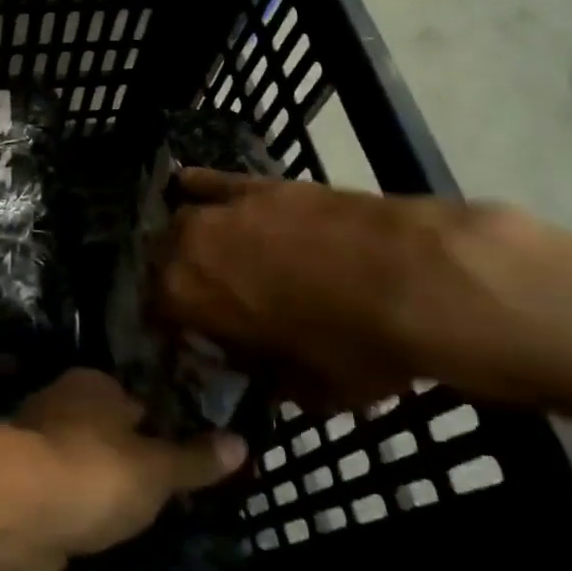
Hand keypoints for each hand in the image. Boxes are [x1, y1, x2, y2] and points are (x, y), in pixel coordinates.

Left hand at [0, 369, 246, 570]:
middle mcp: (61, 407)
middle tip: (167, 493)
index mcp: (93, 385)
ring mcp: (37, 450)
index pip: (135, 400)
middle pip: (107, 432)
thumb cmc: (95, 473)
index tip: (185, 456)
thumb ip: (196, 459)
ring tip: (139, 520)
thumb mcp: (158, 470)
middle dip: (130, 458)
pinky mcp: (22, 492)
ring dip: (101, 489)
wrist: (18, 514)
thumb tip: (242, 442)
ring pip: (84, 466)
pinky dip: (77, 514)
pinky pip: (63, 499)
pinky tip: (97, 536)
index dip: (159, 426)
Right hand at [152, 170, 532, 409]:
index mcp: (186, 297)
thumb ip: (263, 375)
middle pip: (162, 261)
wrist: (415, 278)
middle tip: (206, 304)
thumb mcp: (305, 388)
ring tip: (206, 257)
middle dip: (176, 283)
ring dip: (186, 241)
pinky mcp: (259, 183)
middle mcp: (188, 244)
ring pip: (182, 221)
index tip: (195, 346)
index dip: (173, 333)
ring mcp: (224, 208)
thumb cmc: (355, 345)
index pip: (156, 314)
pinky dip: (199, 187)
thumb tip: (255, 366)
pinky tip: (189, 187)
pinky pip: (212, 181)